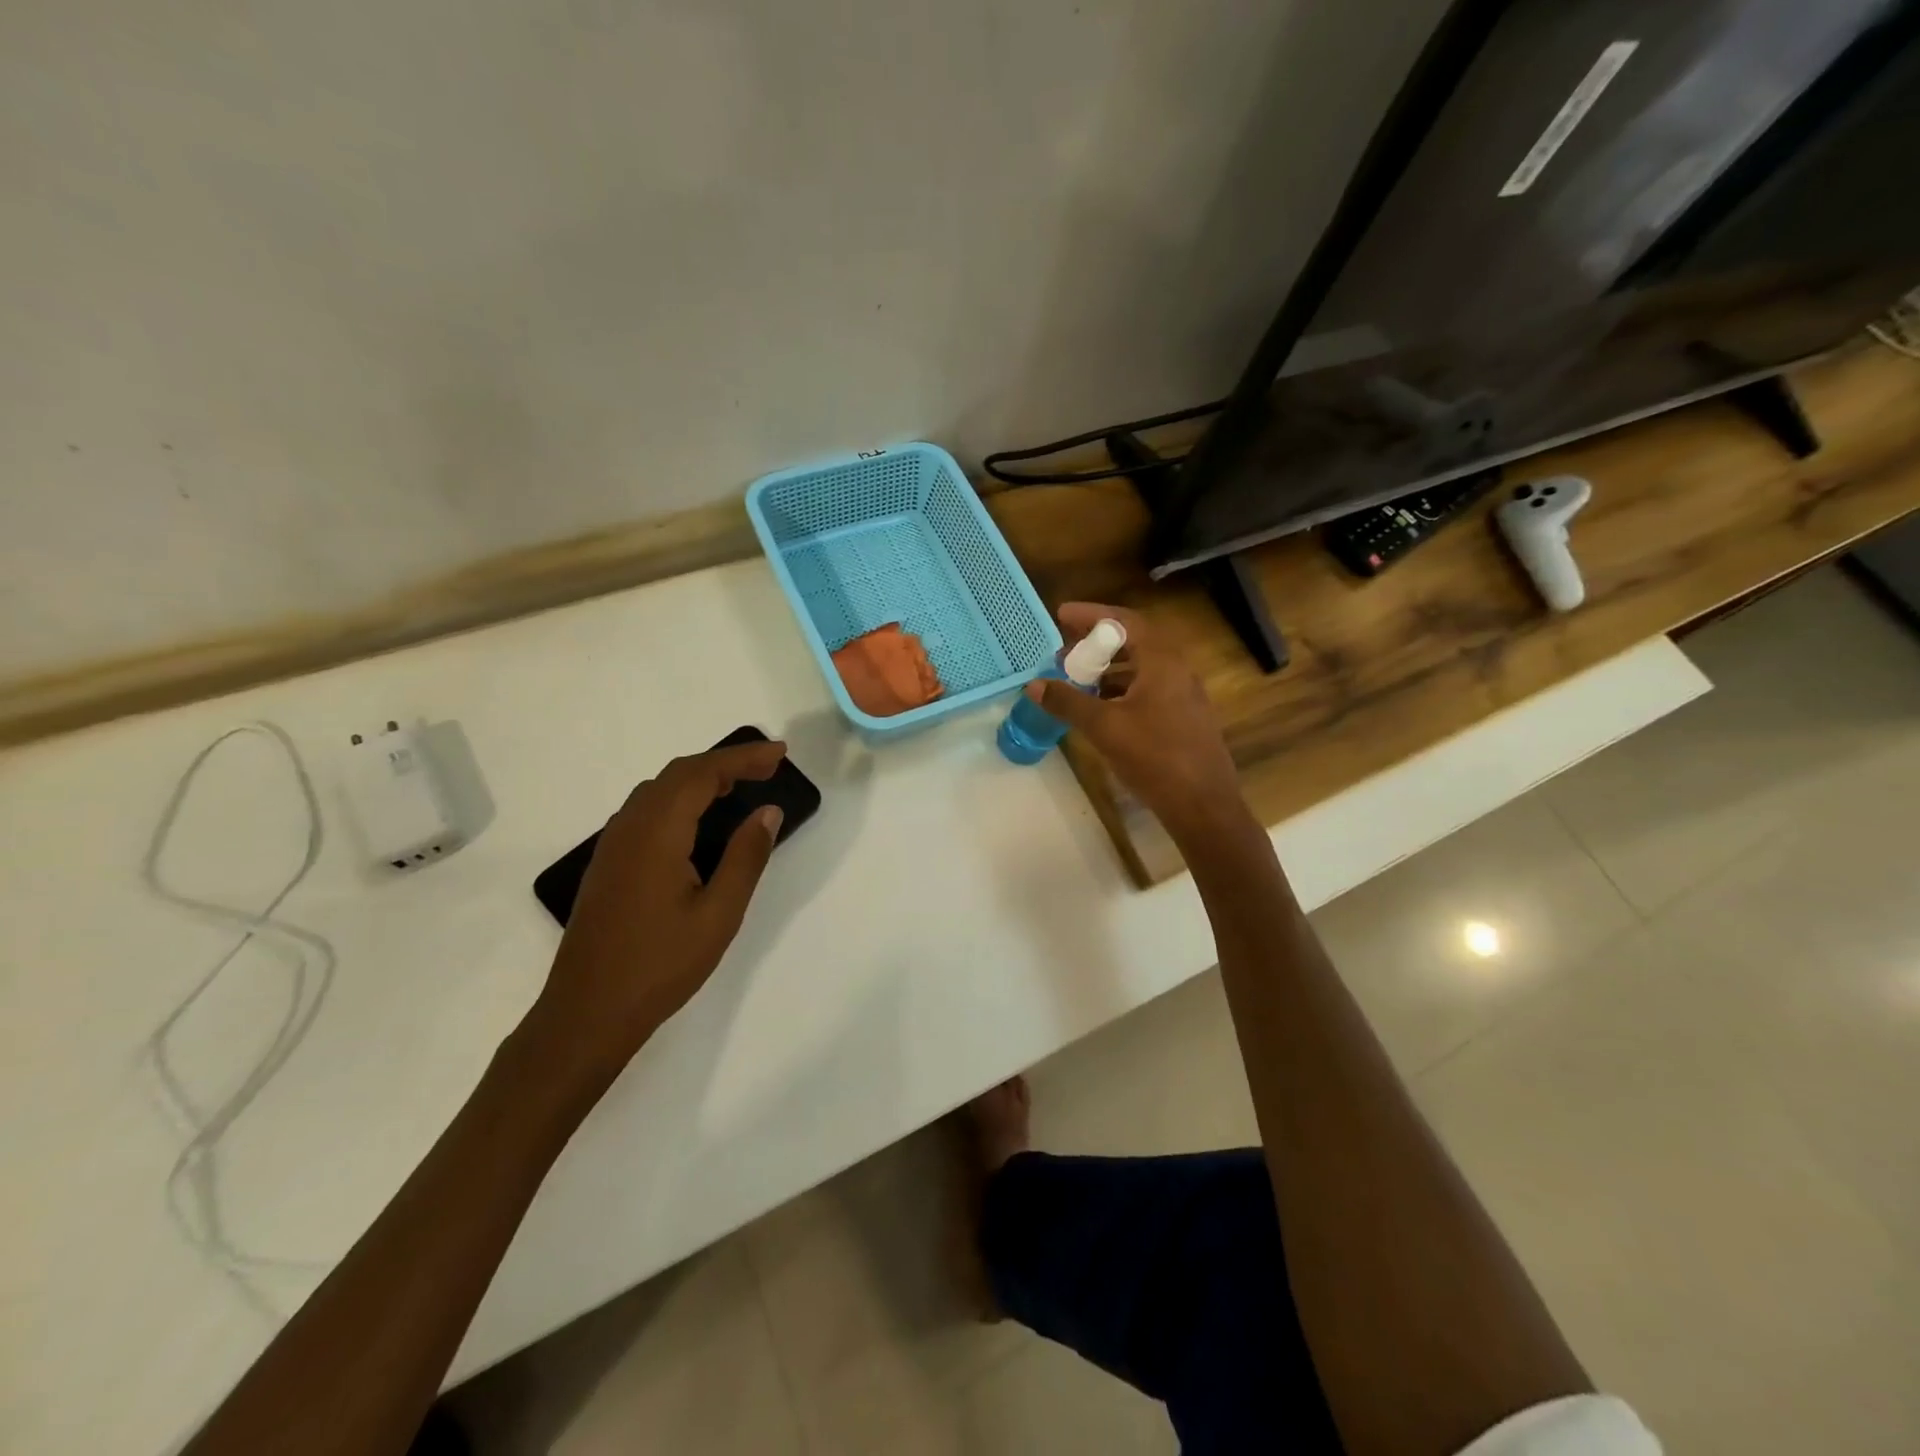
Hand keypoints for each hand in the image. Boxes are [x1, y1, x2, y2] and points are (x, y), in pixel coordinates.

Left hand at [525, 740, 787, 1088]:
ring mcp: (613, 844)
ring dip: (700, 778)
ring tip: (740, 787)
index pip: (702, 774)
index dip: (743, 757)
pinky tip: (698, 822)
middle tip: (768, 767)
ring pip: (659, 790)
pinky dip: (680, 799)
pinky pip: (646, 810)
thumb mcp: (719, 914)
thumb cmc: (660, 965)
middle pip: (678, 774)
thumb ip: (746, 857)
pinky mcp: (608, 863)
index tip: (780, 753)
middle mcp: (629, 827)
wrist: (587, 1012)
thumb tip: (767, 811)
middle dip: (725, 762)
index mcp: (657, 833)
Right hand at [1029, 603, 1244, 842]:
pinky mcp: (1184, 719)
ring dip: (1108, 668)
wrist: (1203, 805)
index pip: (1125, 621)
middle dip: (1097, 643)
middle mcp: (1177, 671)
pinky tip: (1101, 709)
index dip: (1092, 615)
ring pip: (1141, 669)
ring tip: (1077, 679)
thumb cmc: (1155, 758)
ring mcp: (1184, 696)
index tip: (1062, 615)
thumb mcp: (1104, 728)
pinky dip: (1121, 689)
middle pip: (1134, 642)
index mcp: (1162, 662)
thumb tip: (1034, 685)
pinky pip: (1148, 690)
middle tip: (1064, 652)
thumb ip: (1068, 702)